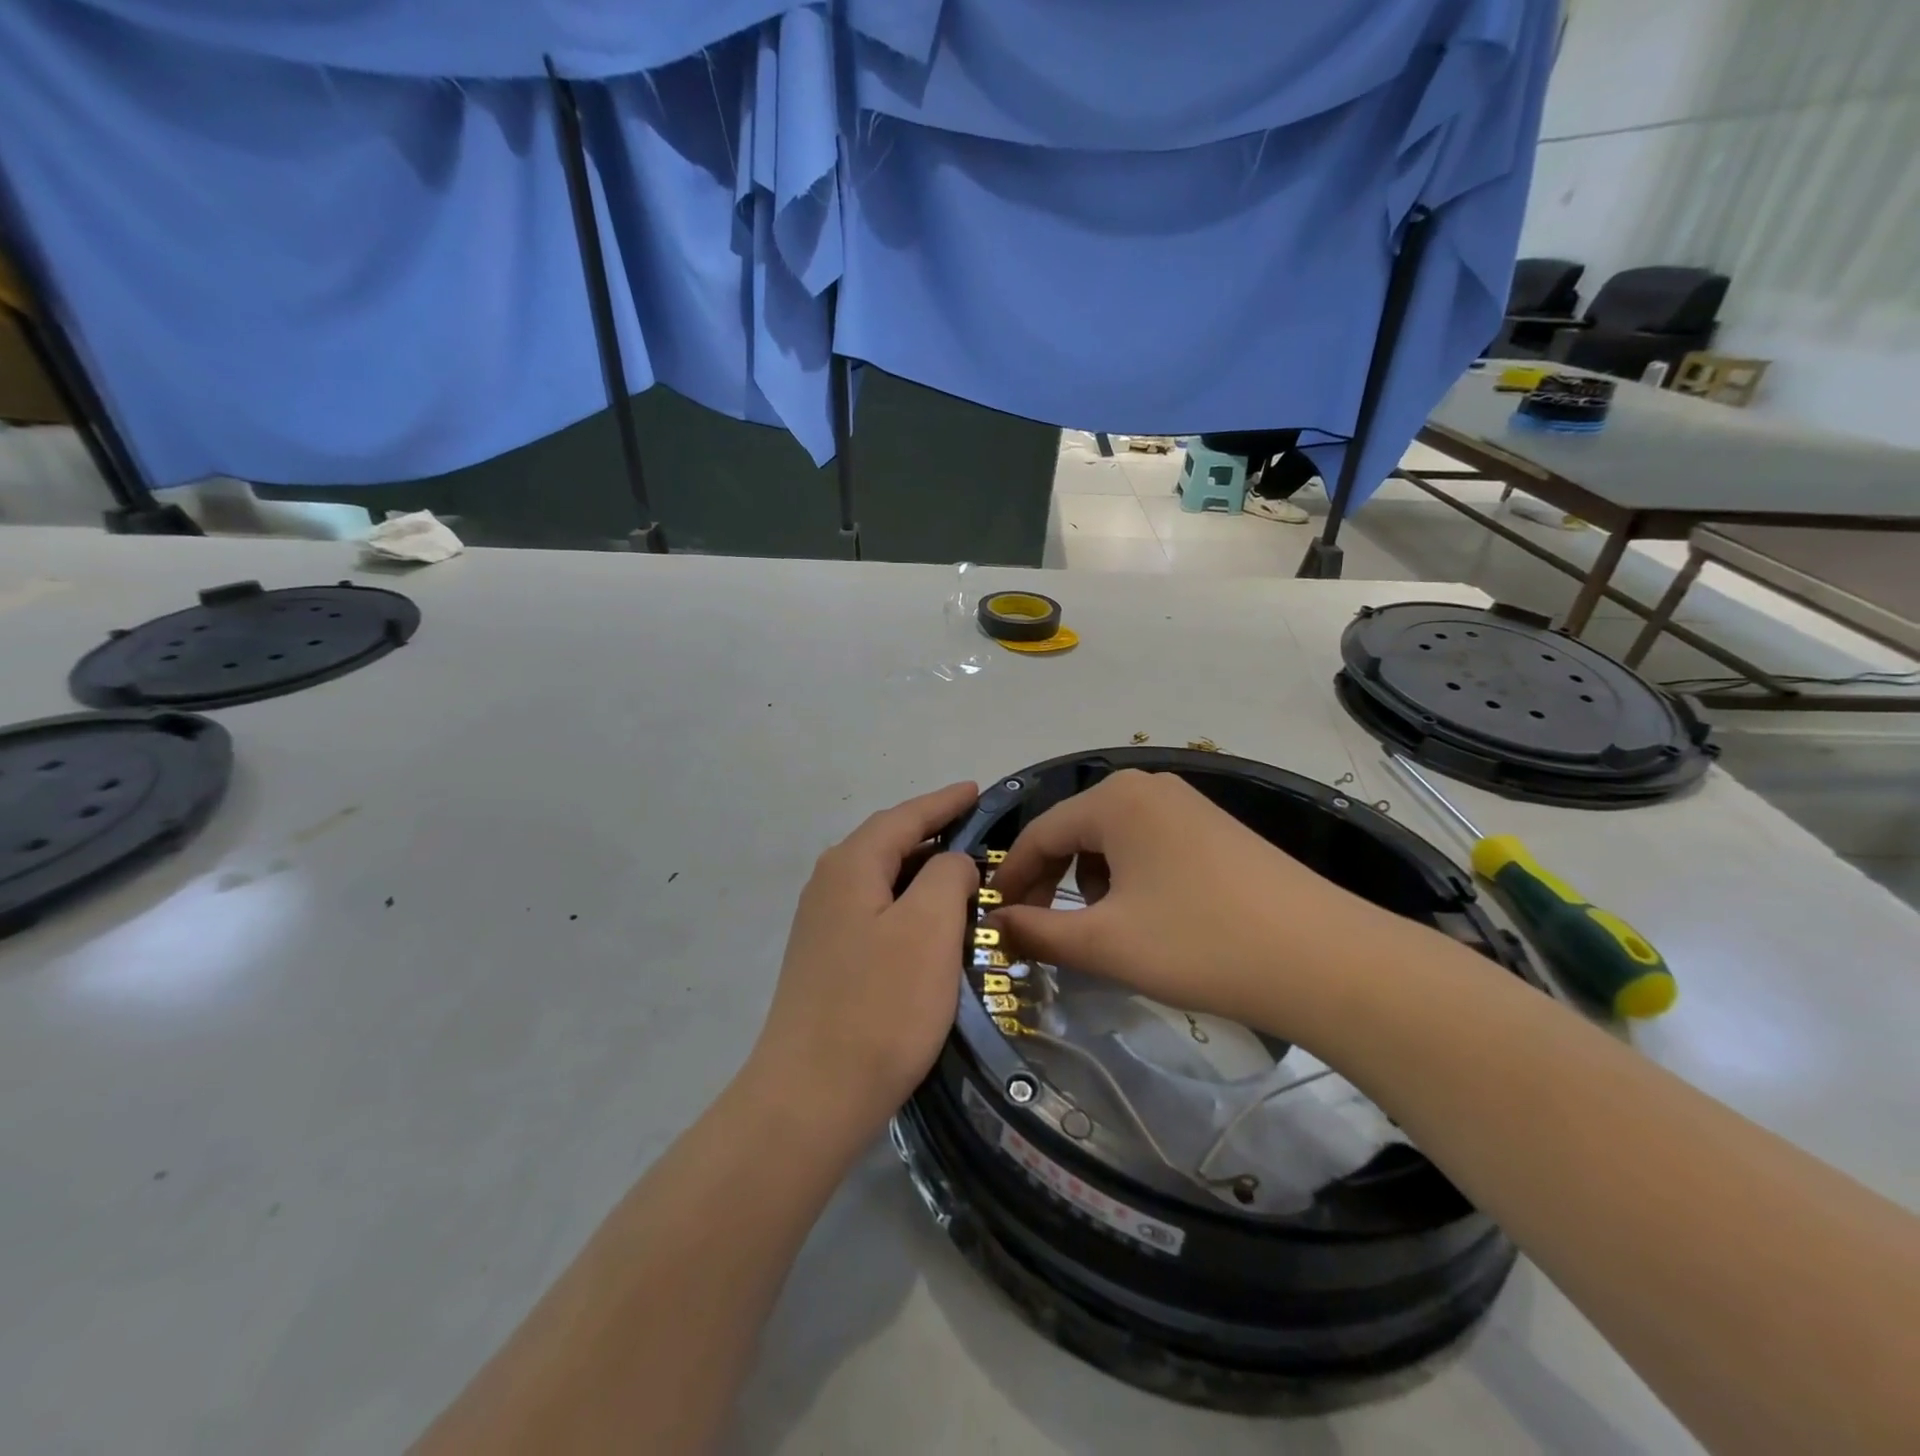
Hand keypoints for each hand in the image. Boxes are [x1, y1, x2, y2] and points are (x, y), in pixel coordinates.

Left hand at [749, 782, 980, 1142]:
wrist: (811, 1097)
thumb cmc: (880, 1006)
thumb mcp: (928, 928)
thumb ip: (946, 876)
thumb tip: (950, 862)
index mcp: (850, 865)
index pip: (904, 816)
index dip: (944, 801)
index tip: (978, 790)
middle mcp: (828, 885)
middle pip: (887, 843)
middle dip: (933, 833)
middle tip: (979, 833)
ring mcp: (823, 925)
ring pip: (881, 880)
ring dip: (922, 872)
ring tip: (963, 875)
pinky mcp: (827, 960)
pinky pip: (876, 912)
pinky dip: (908, 905)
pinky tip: (930, 925)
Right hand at [988, 770, 1395, 1042]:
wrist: (1325, 960)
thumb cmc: (1200, 944)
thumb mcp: (1105, 943)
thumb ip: (1038, 931)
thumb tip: (997, 925)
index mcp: (1114, 799)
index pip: (1039, 833)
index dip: (1010, 878)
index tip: (993, 919)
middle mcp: (1147, 786)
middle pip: (1074, 831)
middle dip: (1049, 881)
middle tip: (1037, 931)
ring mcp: (1186, 804)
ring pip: (1111, 840)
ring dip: (1089, 882)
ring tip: (1100, 929)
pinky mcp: (1215, 829)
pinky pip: (1148, 845)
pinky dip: (1129, 878)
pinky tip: (1146, 917)